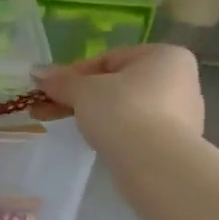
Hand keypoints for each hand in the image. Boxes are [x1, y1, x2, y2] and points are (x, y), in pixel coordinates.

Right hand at [29, 44, 205, 148]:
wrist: (154, 163)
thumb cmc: (122, 111)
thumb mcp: (83, 91)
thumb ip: (61, 81)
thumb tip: (36, 72)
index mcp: (165, 56)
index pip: (108, 59)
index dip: (74, 73)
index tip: (50, 89)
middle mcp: (180, 80)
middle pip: (117, 83)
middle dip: (81, 95)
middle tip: (51, 108)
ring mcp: (182, 114)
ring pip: (126, 107)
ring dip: (95, 113)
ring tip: (69, 125)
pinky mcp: (175, 142)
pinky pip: (136, 129)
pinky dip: (114, 131)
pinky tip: (97, 141)